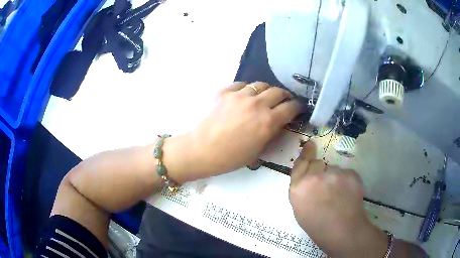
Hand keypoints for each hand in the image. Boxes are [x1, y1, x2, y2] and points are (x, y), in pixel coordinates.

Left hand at [165, 82, 299, 181]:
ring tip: (265, 96)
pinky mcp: (225, 92)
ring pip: (261, 84)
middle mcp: (257, 104)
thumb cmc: (230, 157)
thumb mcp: (258, 151)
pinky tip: (244, 95)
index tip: (298, 108)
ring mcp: (240, 95)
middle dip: (285, 96)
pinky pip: (241, 84)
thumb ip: (270, 133)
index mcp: (268, 121)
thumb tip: (277, 123)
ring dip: (267, 90)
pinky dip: (247, 89)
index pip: (291, 107)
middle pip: (278, 91)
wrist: (201, 150)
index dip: (297, 107)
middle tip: (284, 101)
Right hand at [289, 141, 387, 256]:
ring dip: (336, 179)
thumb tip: (308, 178)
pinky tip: (348, 195)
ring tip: (340, 196)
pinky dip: (347, 182)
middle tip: (327, 188)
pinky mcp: (351, 174)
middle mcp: (315, 177)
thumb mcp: (301, 209)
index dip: (306, 153)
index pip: (300, 164)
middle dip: (321, 172)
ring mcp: (334, 174)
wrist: (343, 231)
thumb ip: (302, 189)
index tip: (311, 145)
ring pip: (334, 170)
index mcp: (299, 187)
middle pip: (318, 164)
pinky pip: (347, 173)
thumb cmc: (317, 226)